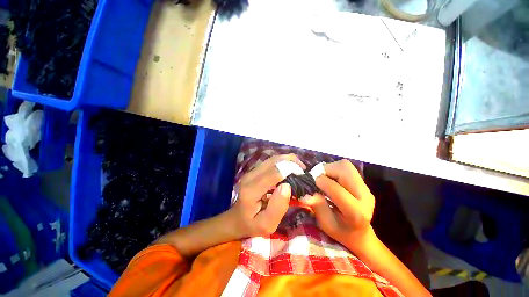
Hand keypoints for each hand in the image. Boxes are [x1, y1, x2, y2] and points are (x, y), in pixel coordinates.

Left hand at [227, 154, 305, 237]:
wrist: (236, 218)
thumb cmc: (252, 224)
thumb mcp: (267, 225)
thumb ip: (277, 207)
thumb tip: (287, 186)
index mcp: (252, 190)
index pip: (274, 173)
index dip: (290, 170)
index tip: (302, 176)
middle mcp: (250, 176)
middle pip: (274, 161)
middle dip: (291, 162)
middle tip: (303, 171)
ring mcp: (251, 171)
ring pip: (272, 159)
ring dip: (288, 160)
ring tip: (299, 168)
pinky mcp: (254, 170)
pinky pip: (270, 161)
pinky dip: (282, 162)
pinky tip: (290, 168)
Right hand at [301, 160, 375, 251]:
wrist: (361, 233)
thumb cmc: (341, 232)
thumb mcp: (326, 224)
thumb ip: (317, 207)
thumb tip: (305, 195)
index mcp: (356, 212)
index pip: (337, 189)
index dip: (321, 182)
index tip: (312, 183)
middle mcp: (365, 196)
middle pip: (345, 170)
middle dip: (327, 170)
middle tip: (318, 178)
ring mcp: (366, 188)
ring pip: (346, 166)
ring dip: (330, 168)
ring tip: (324, 178)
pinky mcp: (363, 183)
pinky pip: (346, 168)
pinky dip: (334, 169)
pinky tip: (331, 179)